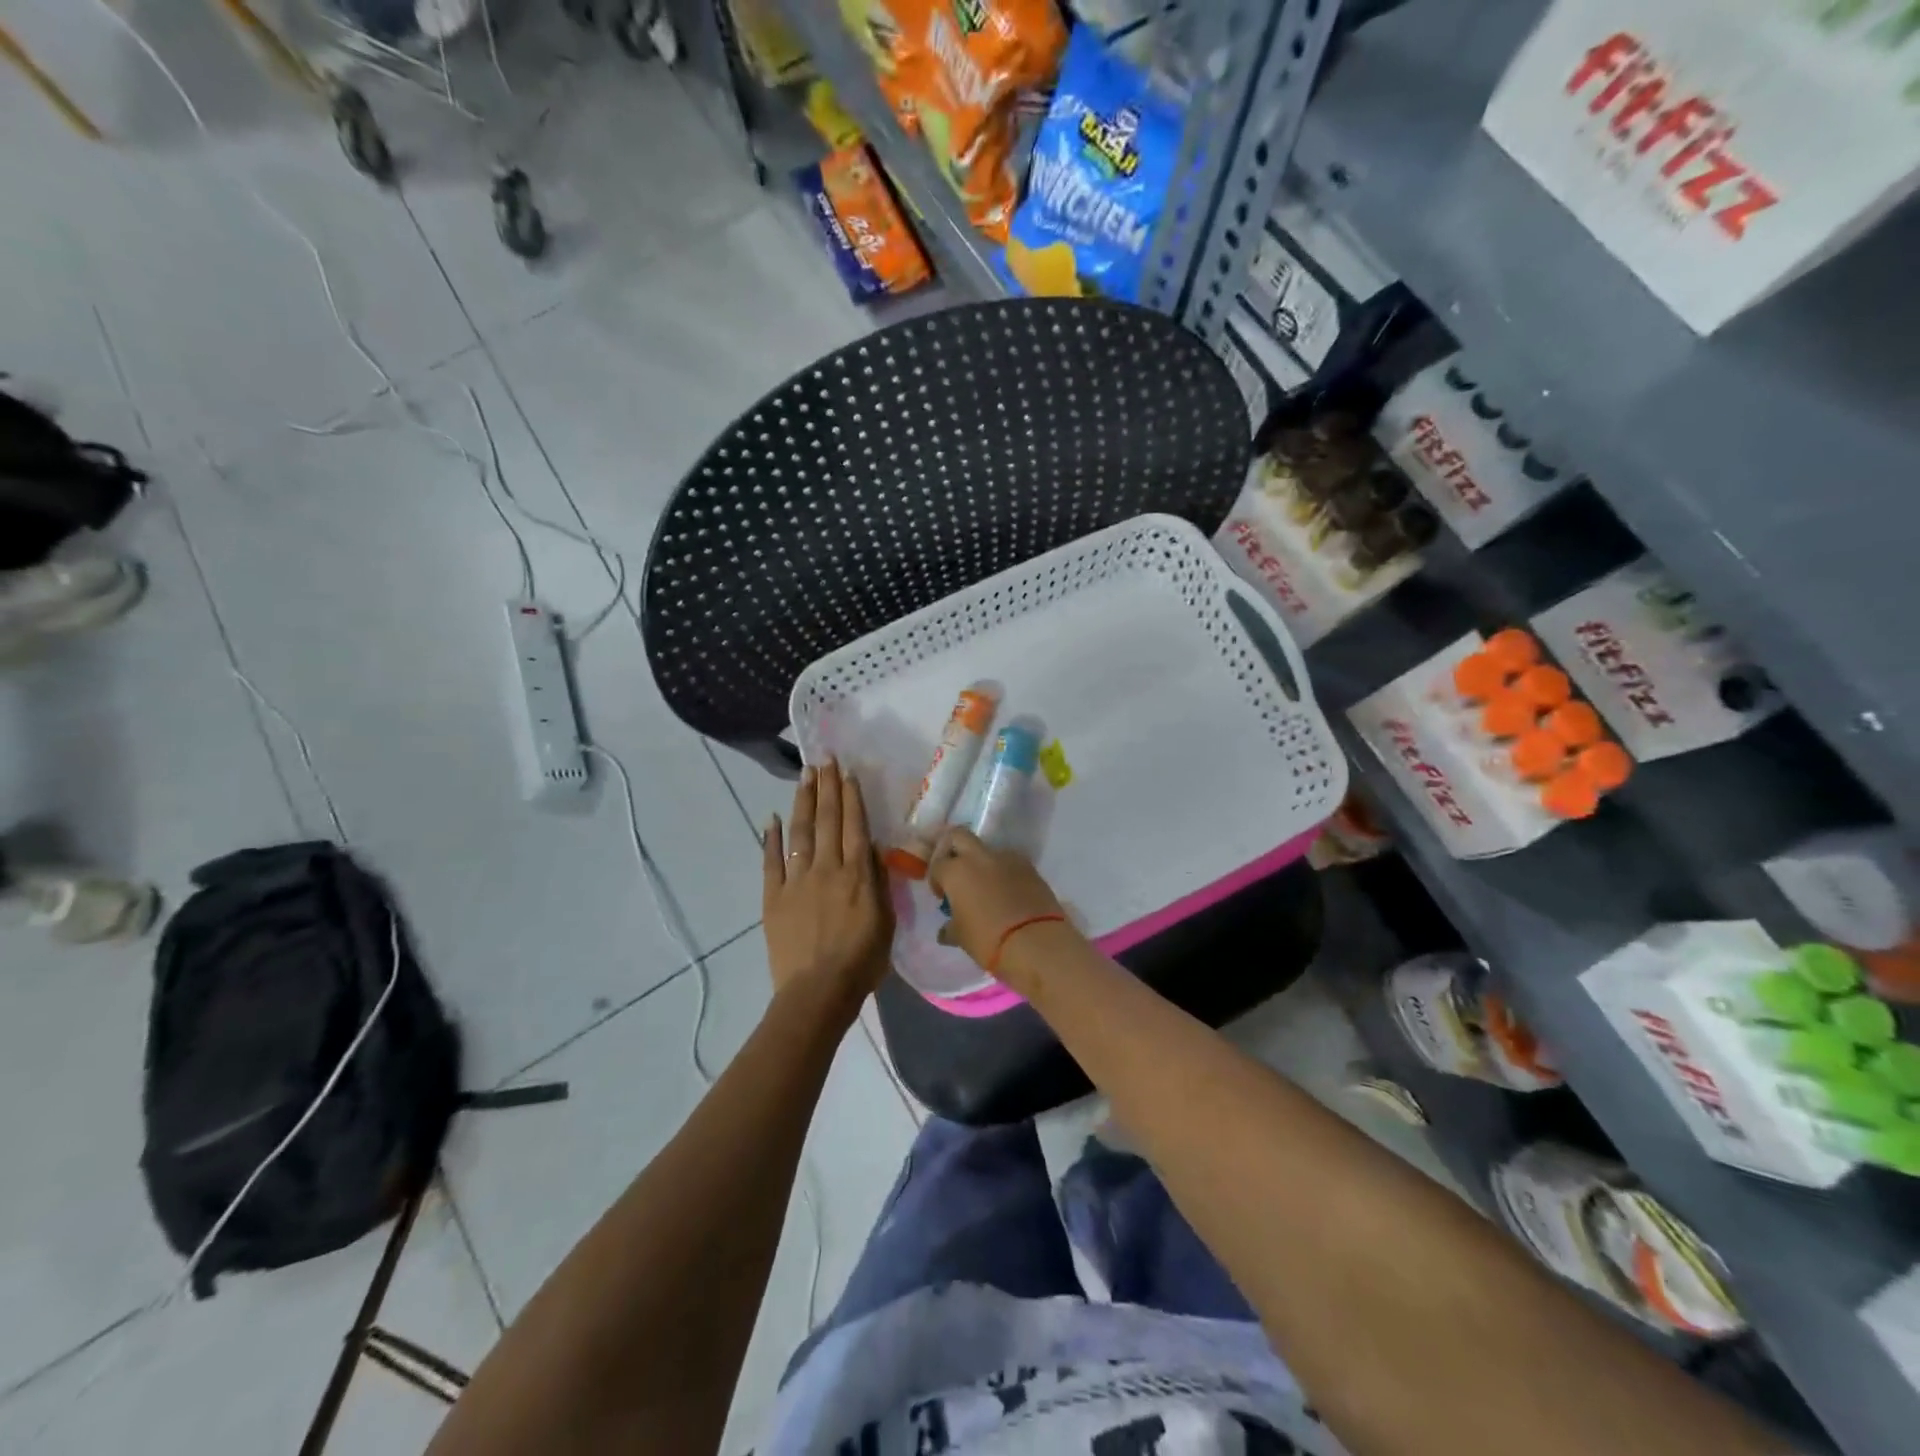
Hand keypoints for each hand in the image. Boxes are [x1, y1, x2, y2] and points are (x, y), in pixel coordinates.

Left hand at [762, 760, 892, 1015]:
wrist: (817, 992)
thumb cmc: (861, 961)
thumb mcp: (885, 921)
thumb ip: (879, 882)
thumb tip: (874, 848)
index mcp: (856, 874)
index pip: (854, 825)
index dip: (851, 796)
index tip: (846, 772)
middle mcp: (826, 868)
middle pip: (827, 820)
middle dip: (826, 787)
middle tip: (823, 759)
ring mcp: (796, 881)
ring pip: (800, 832)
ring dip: (803, 801)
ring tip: (804, 775)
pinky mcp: (774, 897)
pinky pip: (771, 862)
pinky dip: (770, 838)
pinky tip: (770, 819)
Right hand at [926, 828, 1069, 981]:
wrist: (1037, 942)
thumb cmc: (988, 941)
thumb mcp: (962, 938)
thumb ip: (950, 928)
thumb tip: (946, 930)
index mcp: (956, 871)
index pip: (937, 863)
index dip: (936, 878)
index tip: (942, 895)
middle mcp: (979, 857)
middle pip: (958, 835)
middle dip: (952, 849)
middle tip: (956, 873)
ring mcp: (1007, 858)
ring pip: (987, 850)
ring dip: (982, 863)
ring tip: (987, 888)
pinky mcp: (1030, 867)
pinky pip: (1010, 863)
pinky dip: (1004, 872)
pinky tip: (1008, 894)